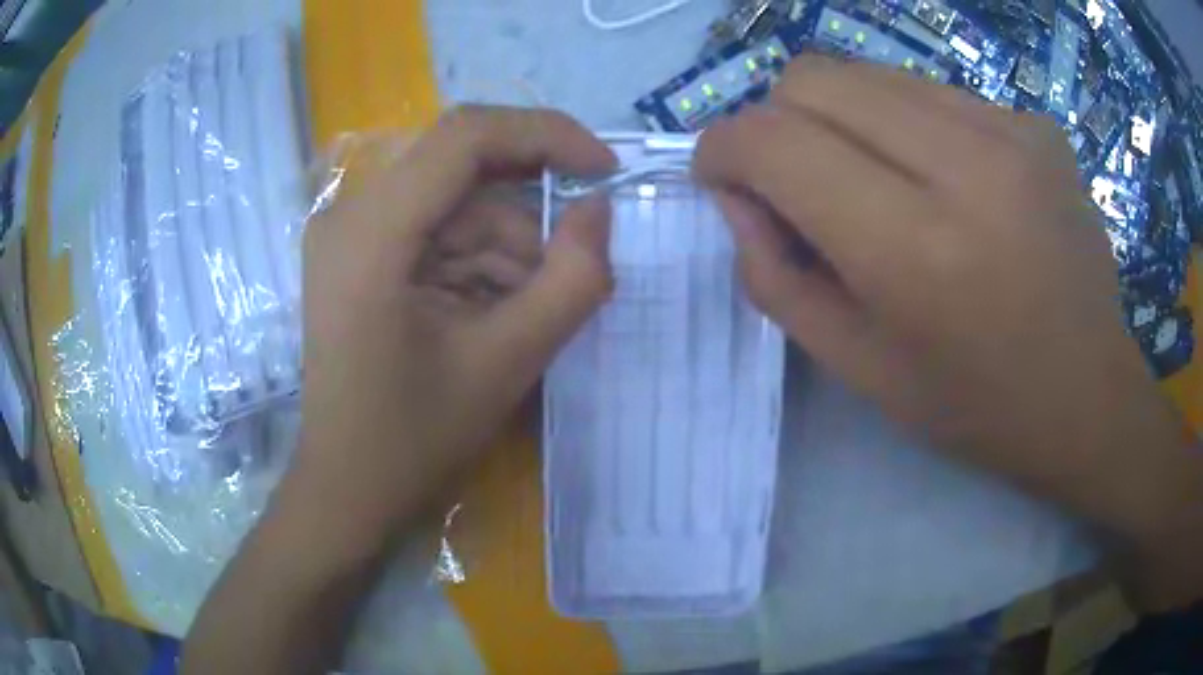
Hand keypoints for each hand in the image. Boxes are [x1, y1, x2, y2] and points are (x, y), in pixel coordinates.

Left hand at [294, 107, 615, 535]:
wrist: (347, 488)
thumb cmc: (413, 439)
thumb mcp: (507, 363)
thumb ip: (571, 280)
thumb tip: (601, 210)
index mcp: (372, 230)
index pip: (466, 135)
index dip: (546, 135)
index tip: (604, 171)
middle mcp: (352, 214)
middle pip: (462, 169)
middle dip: (530, 213)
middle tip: (577, 259)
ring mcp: (352, 234)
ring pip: (456, 207)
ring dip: (507, 249)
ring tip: (531, 313)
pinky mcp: (361, 256)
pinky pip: (437, 234)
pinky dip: (479, 265)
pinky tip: (496, 314)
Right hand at [695, 57, 1202, 605]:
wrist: (1088, 396)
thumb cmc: (976, 406)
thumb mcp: (857, 368)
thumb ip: (774, 276)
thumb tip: (738, 195)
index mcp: (914, 250)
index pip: (772, 140)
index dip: (723, 148)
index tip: (725, 178)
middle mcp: (965, 165)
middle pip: (812, 77)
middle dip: (778, 121)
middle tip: (802, 183)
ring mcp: (1010, 130)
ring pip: (868, 72)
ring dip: (845, 120)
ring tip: (881, 184)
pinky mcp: (1034, 122)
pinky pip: (930, 91)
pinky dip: (907, 125)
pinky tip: (945, 182)